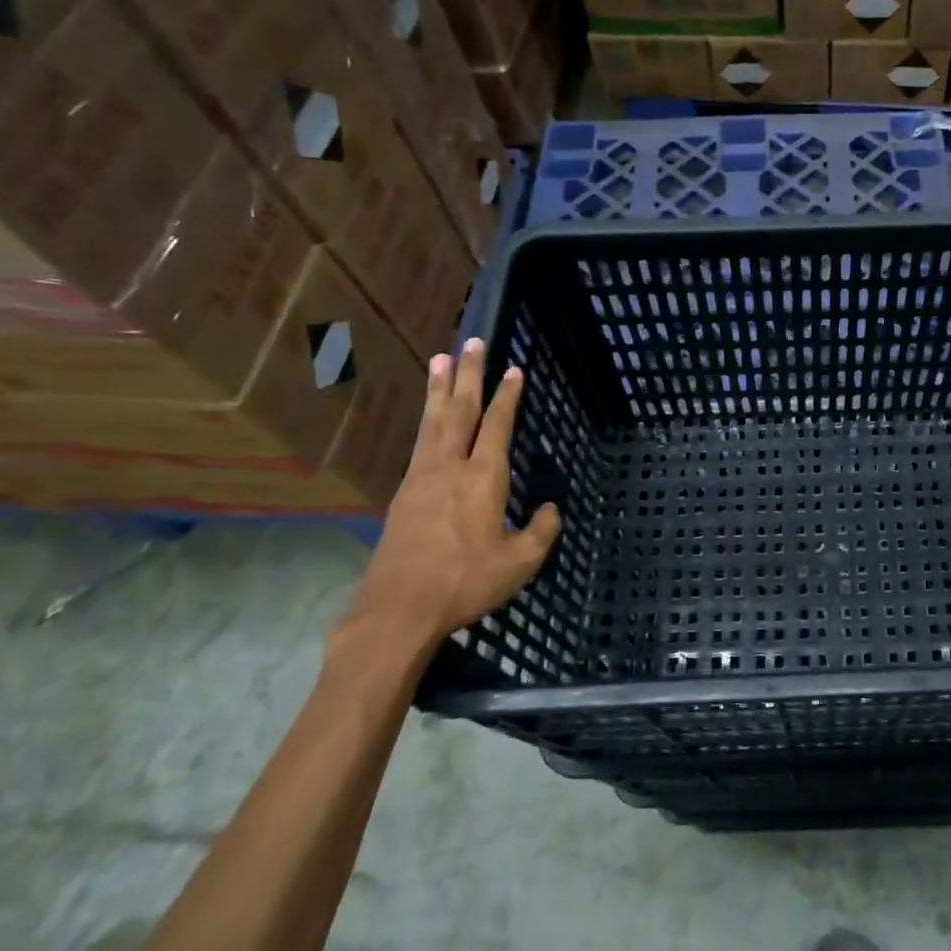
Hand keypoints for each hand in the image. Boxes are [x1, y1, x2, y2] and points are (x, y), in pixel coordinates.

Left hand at [335, 339, 560, 673]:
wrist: (400, 607)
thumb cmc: (466, 582)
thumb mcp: (520, 562)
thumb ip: (541, 531)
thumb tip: (550, 509)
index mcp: (484, 478)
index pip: (498, 425)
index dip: (507, 397)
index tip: (514, 370)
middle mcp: (451, 467)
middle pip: (460, 410)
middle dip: (469, 374)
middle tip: (472, 342)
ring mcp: (422, 477)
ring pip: (434, 421)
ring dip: (440, 388)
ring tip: (441, 358)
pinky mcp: (404, 493)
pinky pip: (420, 442)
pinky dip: (427, 419)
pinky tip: (429, 416)